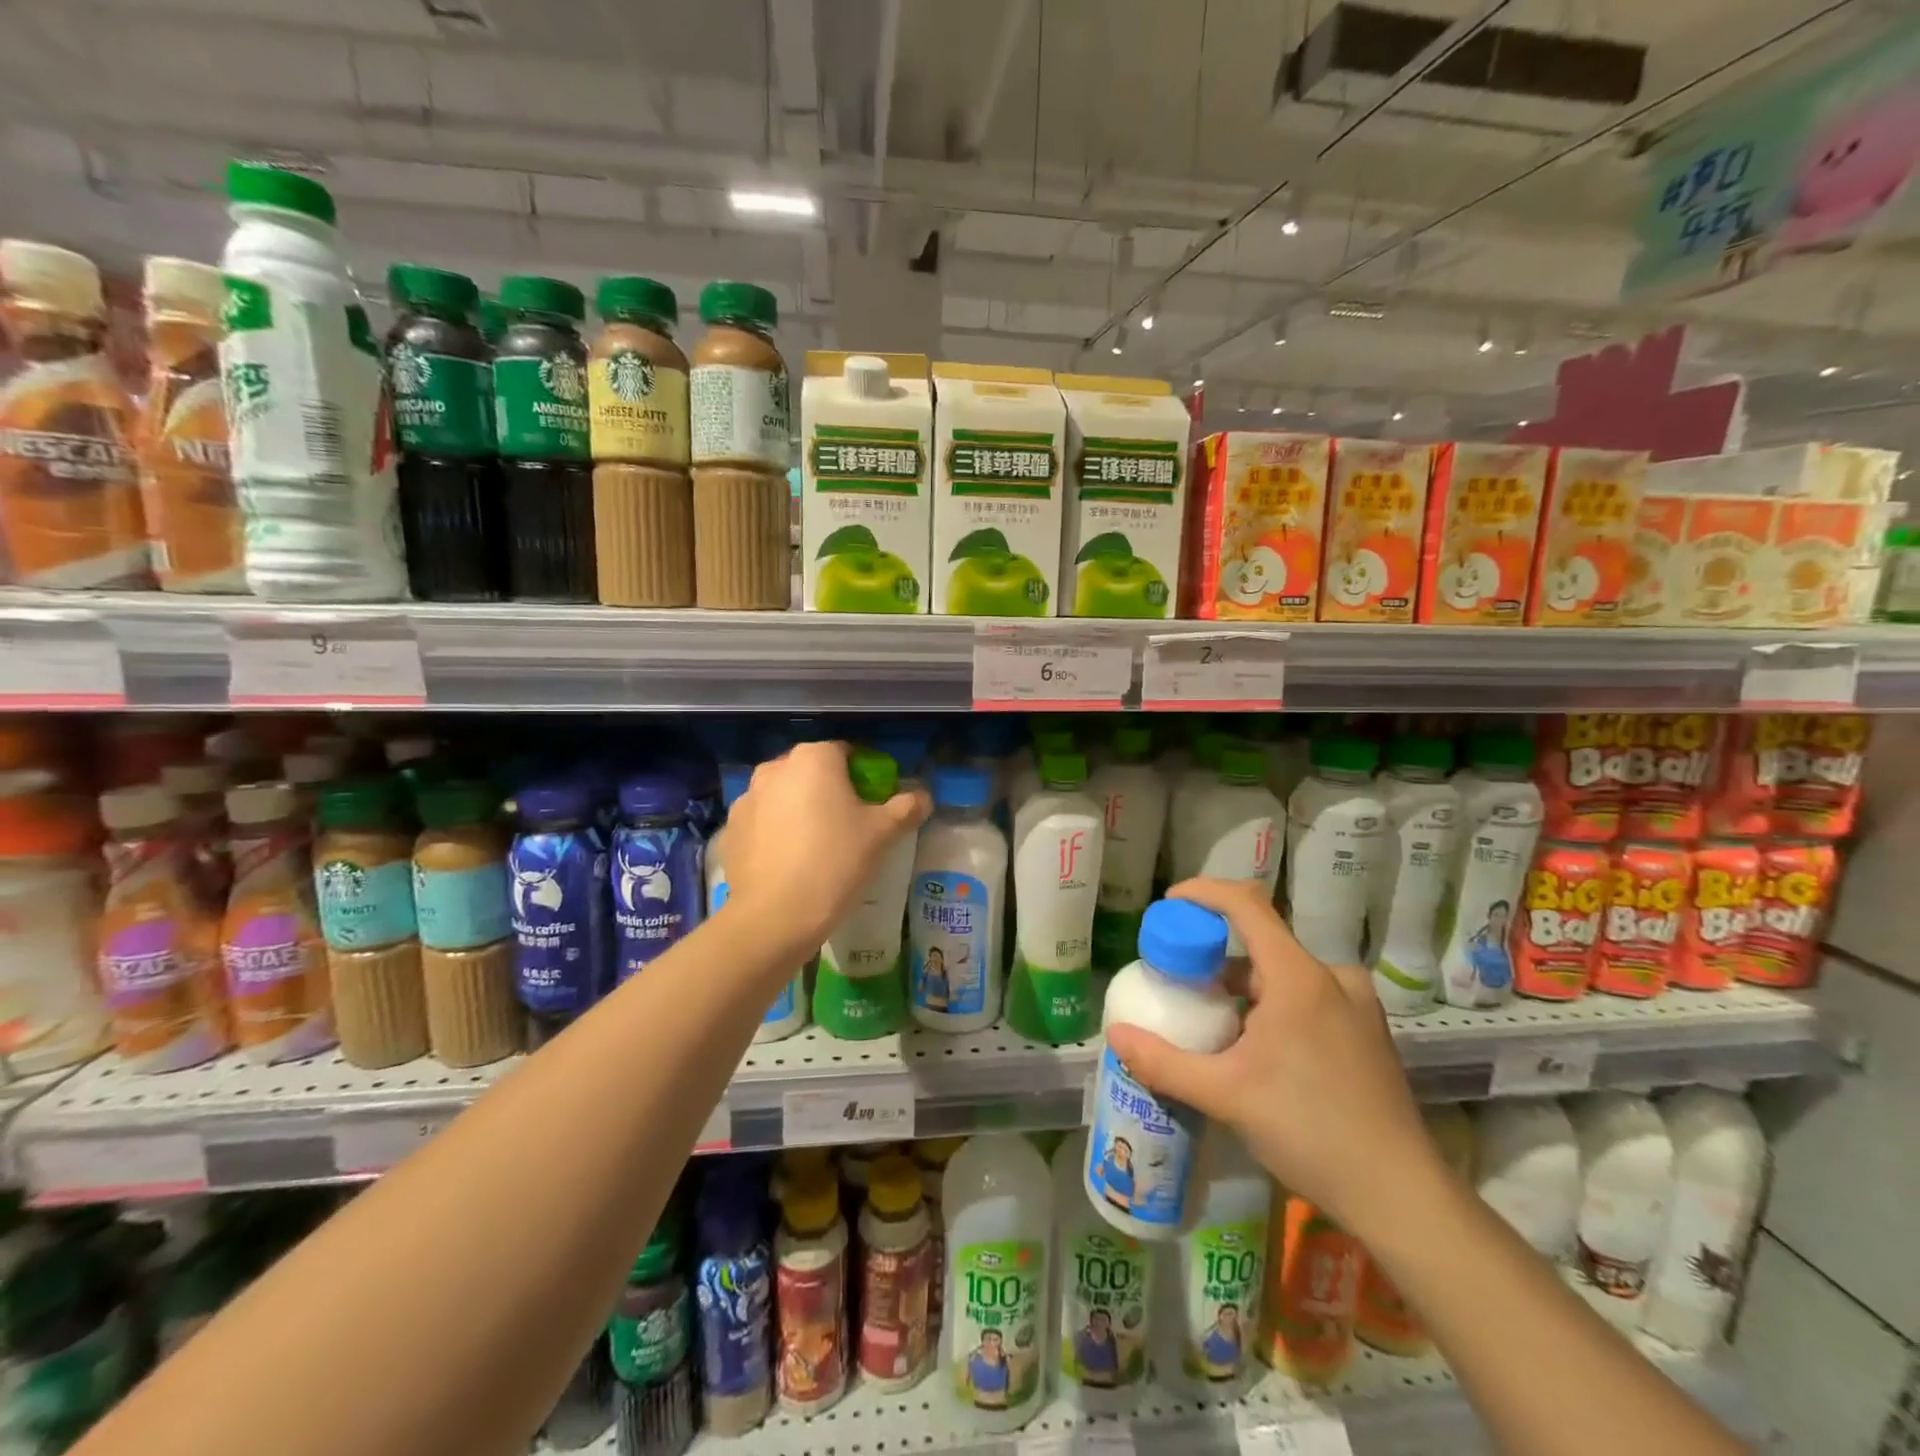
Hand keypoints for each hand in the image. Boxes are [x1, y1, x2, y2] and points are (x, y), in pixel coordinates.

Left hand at [721, 742, 928, 957]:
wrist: (776, 916)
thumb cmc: (836, 862)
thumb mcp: (882, 834)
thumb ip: (906, 807)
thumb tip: (923, 796)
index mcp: (814, 758)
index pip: (845, 752)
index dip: (864, 774)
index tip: (874, 802)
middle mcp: (775, 768)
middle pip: (811, 771)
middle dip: (829, 789)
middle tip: (848, 824)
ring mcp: (747, 798)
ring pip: (784, 795)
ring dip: (799, 809)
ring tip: (816, 845)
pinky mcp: (730, 829)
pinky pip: (762, 822)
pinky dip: (775, 832)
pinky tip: (789, 861)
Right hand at [1104, 877, 1440, 1240]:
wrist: (1402, 1198)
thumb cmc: (1310, 1131)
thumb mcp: (1225, 1095)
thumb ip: (1163, 1062)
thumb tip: (1115, 1035)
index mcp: (1299, 977)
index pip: (1246, 905)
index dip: (1203, 893)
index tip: (1169, 904)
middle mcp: (1332, 977)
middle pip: (1261, 945)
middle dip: (1214, 961)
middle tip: (1179, 987)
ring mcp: (1355, 1005)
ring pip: (1283, 976)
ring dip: (1243, 991)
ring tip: (1212, 1027)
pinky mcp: (1366, 1032)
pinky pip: (1307, 999)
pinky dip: (1272, 1008)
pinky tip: (1256, 1053)